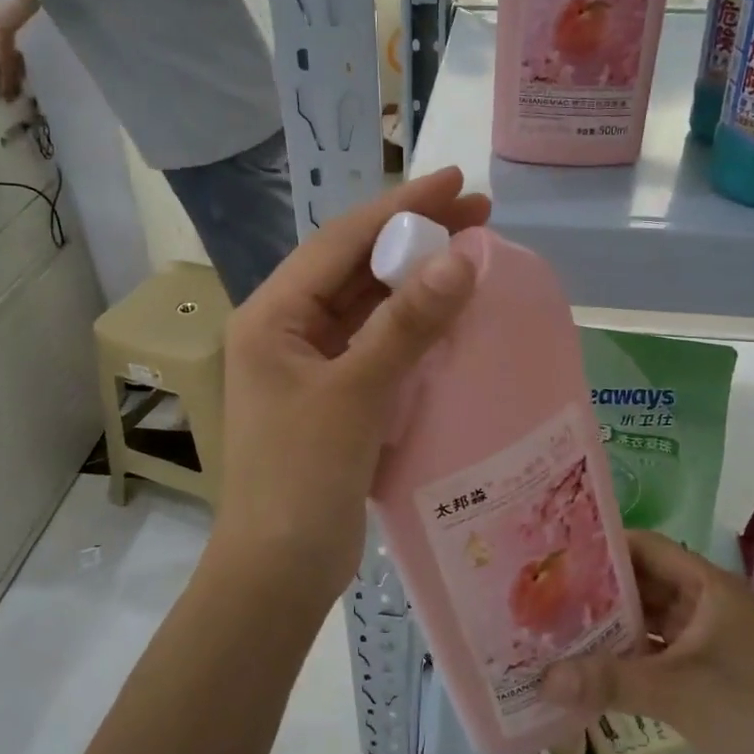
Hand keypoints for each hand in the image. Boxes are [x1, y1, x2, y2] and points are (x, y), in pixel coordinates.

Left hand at [212, 167, 490, 600]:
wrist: (279, 571)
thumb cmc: (301, 479)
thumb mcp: (355, 394)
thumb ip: (406, 324)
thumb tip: (461, 258)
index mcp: (273, 316)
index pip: (340, 242)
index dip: (400, 207)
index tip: (456, 182)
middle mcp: (287, 329)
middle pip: (356, 267)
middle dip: (414, 237)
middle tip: (480, 212)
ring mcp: (311, 363)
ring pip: (369, 304)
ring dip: (416, 280)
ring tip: (473, 252)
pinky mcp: (335, 395)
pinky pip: (377, 343)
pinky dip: (413, 326)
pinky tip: (450, 313)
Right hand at [542, 532, 753, 753]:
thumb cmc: (748, 718)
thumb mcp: (674, 691)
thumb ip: (607, 680)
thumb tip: (542, 679)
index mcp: (712, 589)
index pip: (650, 549)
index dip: (606, 546)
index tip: (558, 550)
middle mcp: (707, 609)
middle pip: (643, 585)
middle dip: (598, 589)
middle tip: (545, 589)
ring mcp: (702, 647)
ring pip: (644, 623)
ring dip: (606, 626)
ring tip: (553, 623)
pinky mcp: (697, 681)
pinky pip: (648, 657)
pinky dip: (619, 659)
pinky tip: (580, 664)